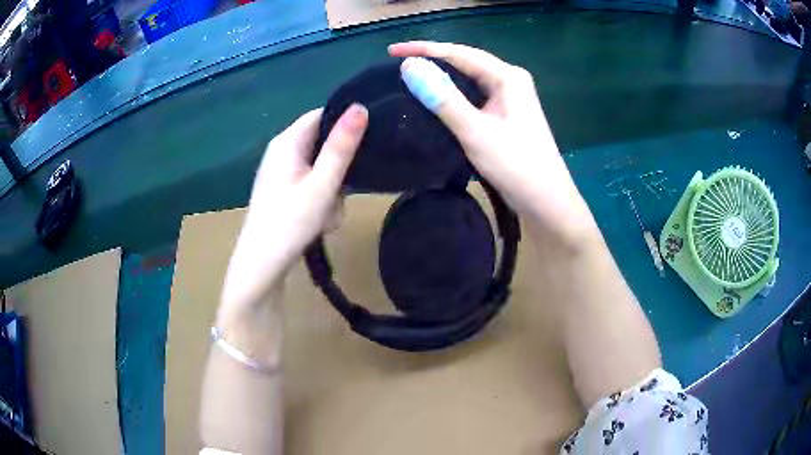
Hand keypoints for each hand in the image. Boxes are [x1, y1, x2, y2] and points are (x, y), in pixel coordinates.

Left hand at [220, 105, 367, 318]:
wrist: (261, 266)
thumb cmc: (290, 222)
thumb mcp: (323, 184)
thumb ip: (342, 146)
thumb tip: (360, 106)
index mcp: (287, 142)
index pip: (322, 114)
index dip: (345, 123)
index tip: (368, 141)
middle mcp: (282, 151)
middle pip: (323, 143)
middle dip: (340, 167)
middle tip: (345, 191)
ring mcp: (281, 172)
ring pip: (320, 168)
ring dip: (332, 189)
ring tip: (329, 215)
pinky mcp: (282, 191)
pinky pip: (310, 184)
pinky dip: (320, 200)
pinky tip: (320, 222)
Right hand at [390, 42, 595, 242]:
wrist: (547, 204)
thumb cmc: (516, 166)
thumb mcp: (475, 131)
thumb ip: (442, 98)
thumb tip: (409, 66)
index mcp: (508, 77)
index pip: (460, 53)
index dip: (424, 50)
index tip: (390, 51)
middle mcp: (510, 80)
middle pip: (465, 62)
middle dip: (431, 60)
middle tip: (395, 63)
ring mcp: (510, 98)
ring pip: (469, 80)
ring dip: (440, 78)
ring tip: (409, 78)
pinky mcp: (506, 115)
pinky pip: (473, 97)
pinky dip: (451, 96)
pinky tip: (433, 99)